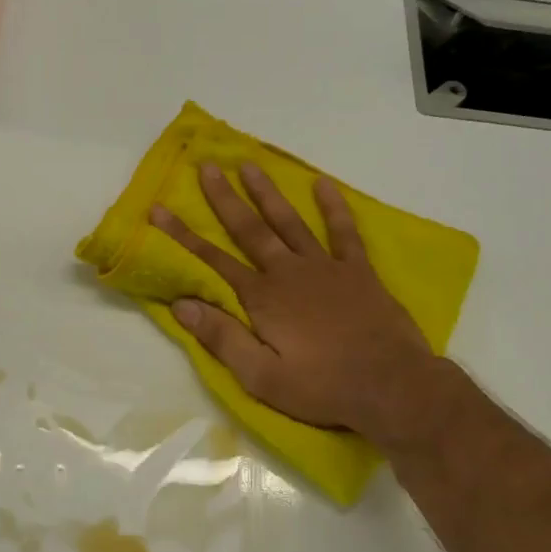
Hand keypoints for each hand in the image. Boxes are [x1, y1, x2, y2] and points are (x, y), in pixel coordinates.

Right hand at [151, 163, 459, 449]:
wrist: (391, 387)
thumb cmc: (322, 387)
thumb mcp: (261, 377)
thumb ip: (221, 338)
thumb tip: (181, 304)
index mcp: (262, 298)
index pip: (213, 260)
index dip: (183, 235)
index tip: (159, 209)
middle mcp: (288, 272)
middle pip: (249, 229)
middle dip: (224, 198)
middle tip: (207, 167)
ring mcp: (326, 267)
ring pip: (290, 221)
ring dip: (268, 193)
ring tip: (250, 164)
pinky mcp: (358, 272)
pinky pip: (344, 232)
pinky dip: (334, 207)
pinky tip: (323, 184)